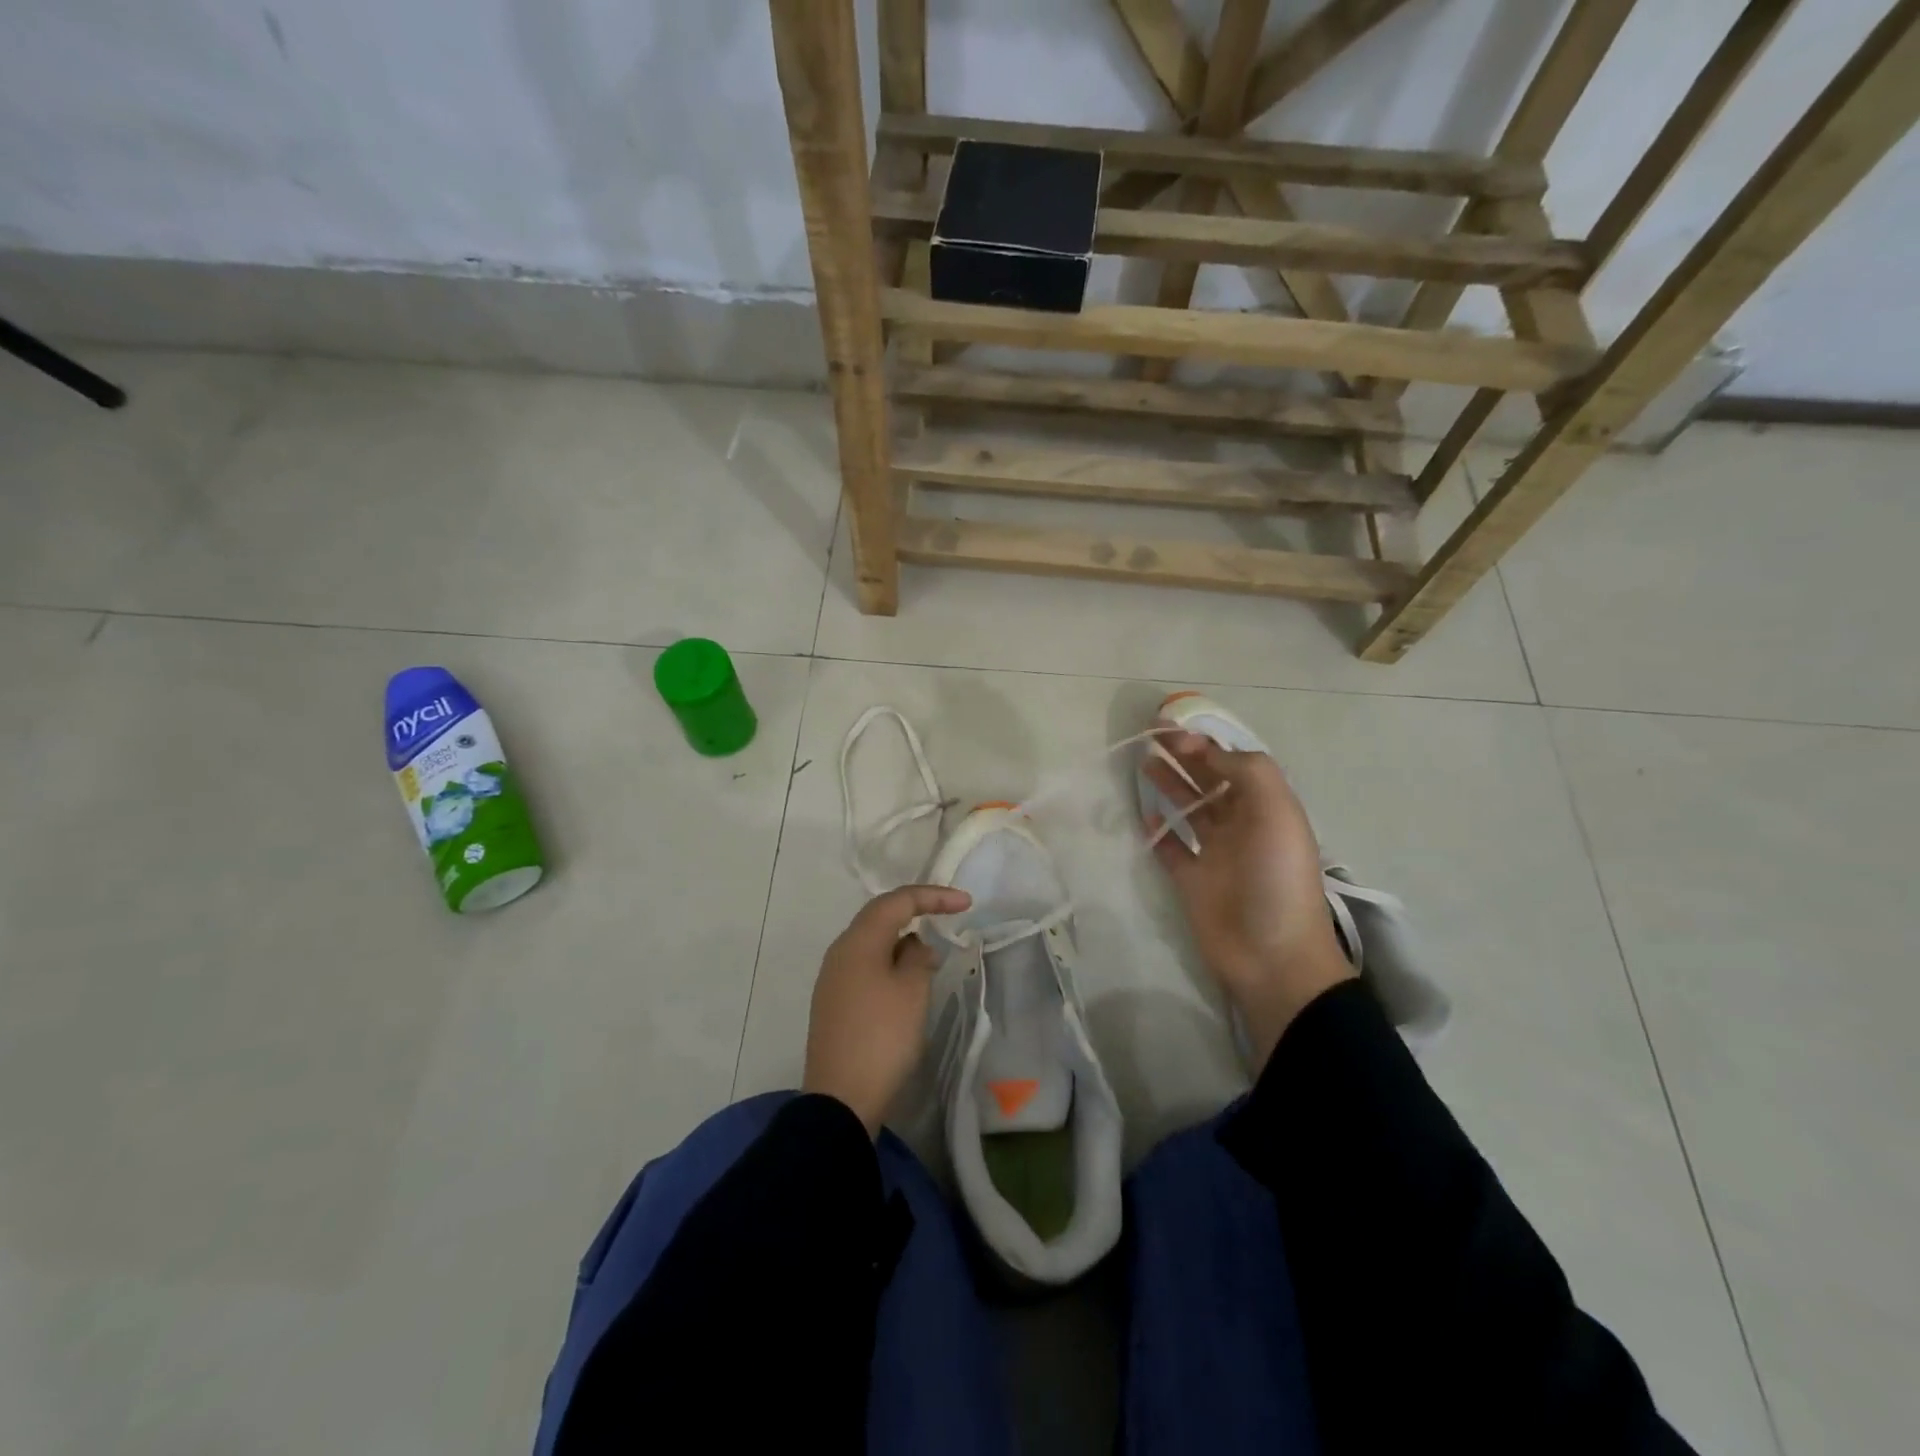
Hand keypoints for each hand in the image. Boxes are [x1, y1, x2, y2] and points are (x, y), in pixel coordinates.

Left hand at [802, 884, 971, 1136]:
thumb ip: (917, 957)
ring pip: (872, 943)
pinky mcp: (834, 1003)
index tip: (966, 903)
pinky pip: (866, 967)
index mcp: (858, 941)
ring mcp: (833, 979)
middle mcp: (840, 952)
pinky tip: (908, 981)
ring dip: (903, 941)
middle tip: (949, 916)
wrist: (842, 1099)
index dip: (933, 896)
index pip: (897, 901)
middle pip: (880, 917)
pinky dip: (891, 963)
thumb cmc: (882, 1037)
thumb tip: (913, 946)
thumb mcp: (912, 990)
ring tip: (932, 955)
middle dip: (916, 912)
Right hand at [1143, 731, 1353, 1065]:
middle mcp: (1241, 826)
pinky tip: (1143, 815)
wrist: (1271, 955)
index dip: (1204, 745)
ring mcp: (1215, 854)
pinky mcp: (1191, 881)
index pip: (1232, 765)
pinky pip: (1171, 849)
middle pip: (1209, 782)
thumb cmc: (1276, 878)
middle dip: (1184, 758)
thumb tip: (1207, 751)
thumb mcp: (1277, 812)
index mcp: (1266, 808)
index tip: (1171, 732)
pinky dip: (1158, 831)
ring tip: (1144, 764)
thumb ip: (1247, 772)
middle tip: (1150, 737)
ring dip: (1169, 786)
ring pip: (1189, 810)